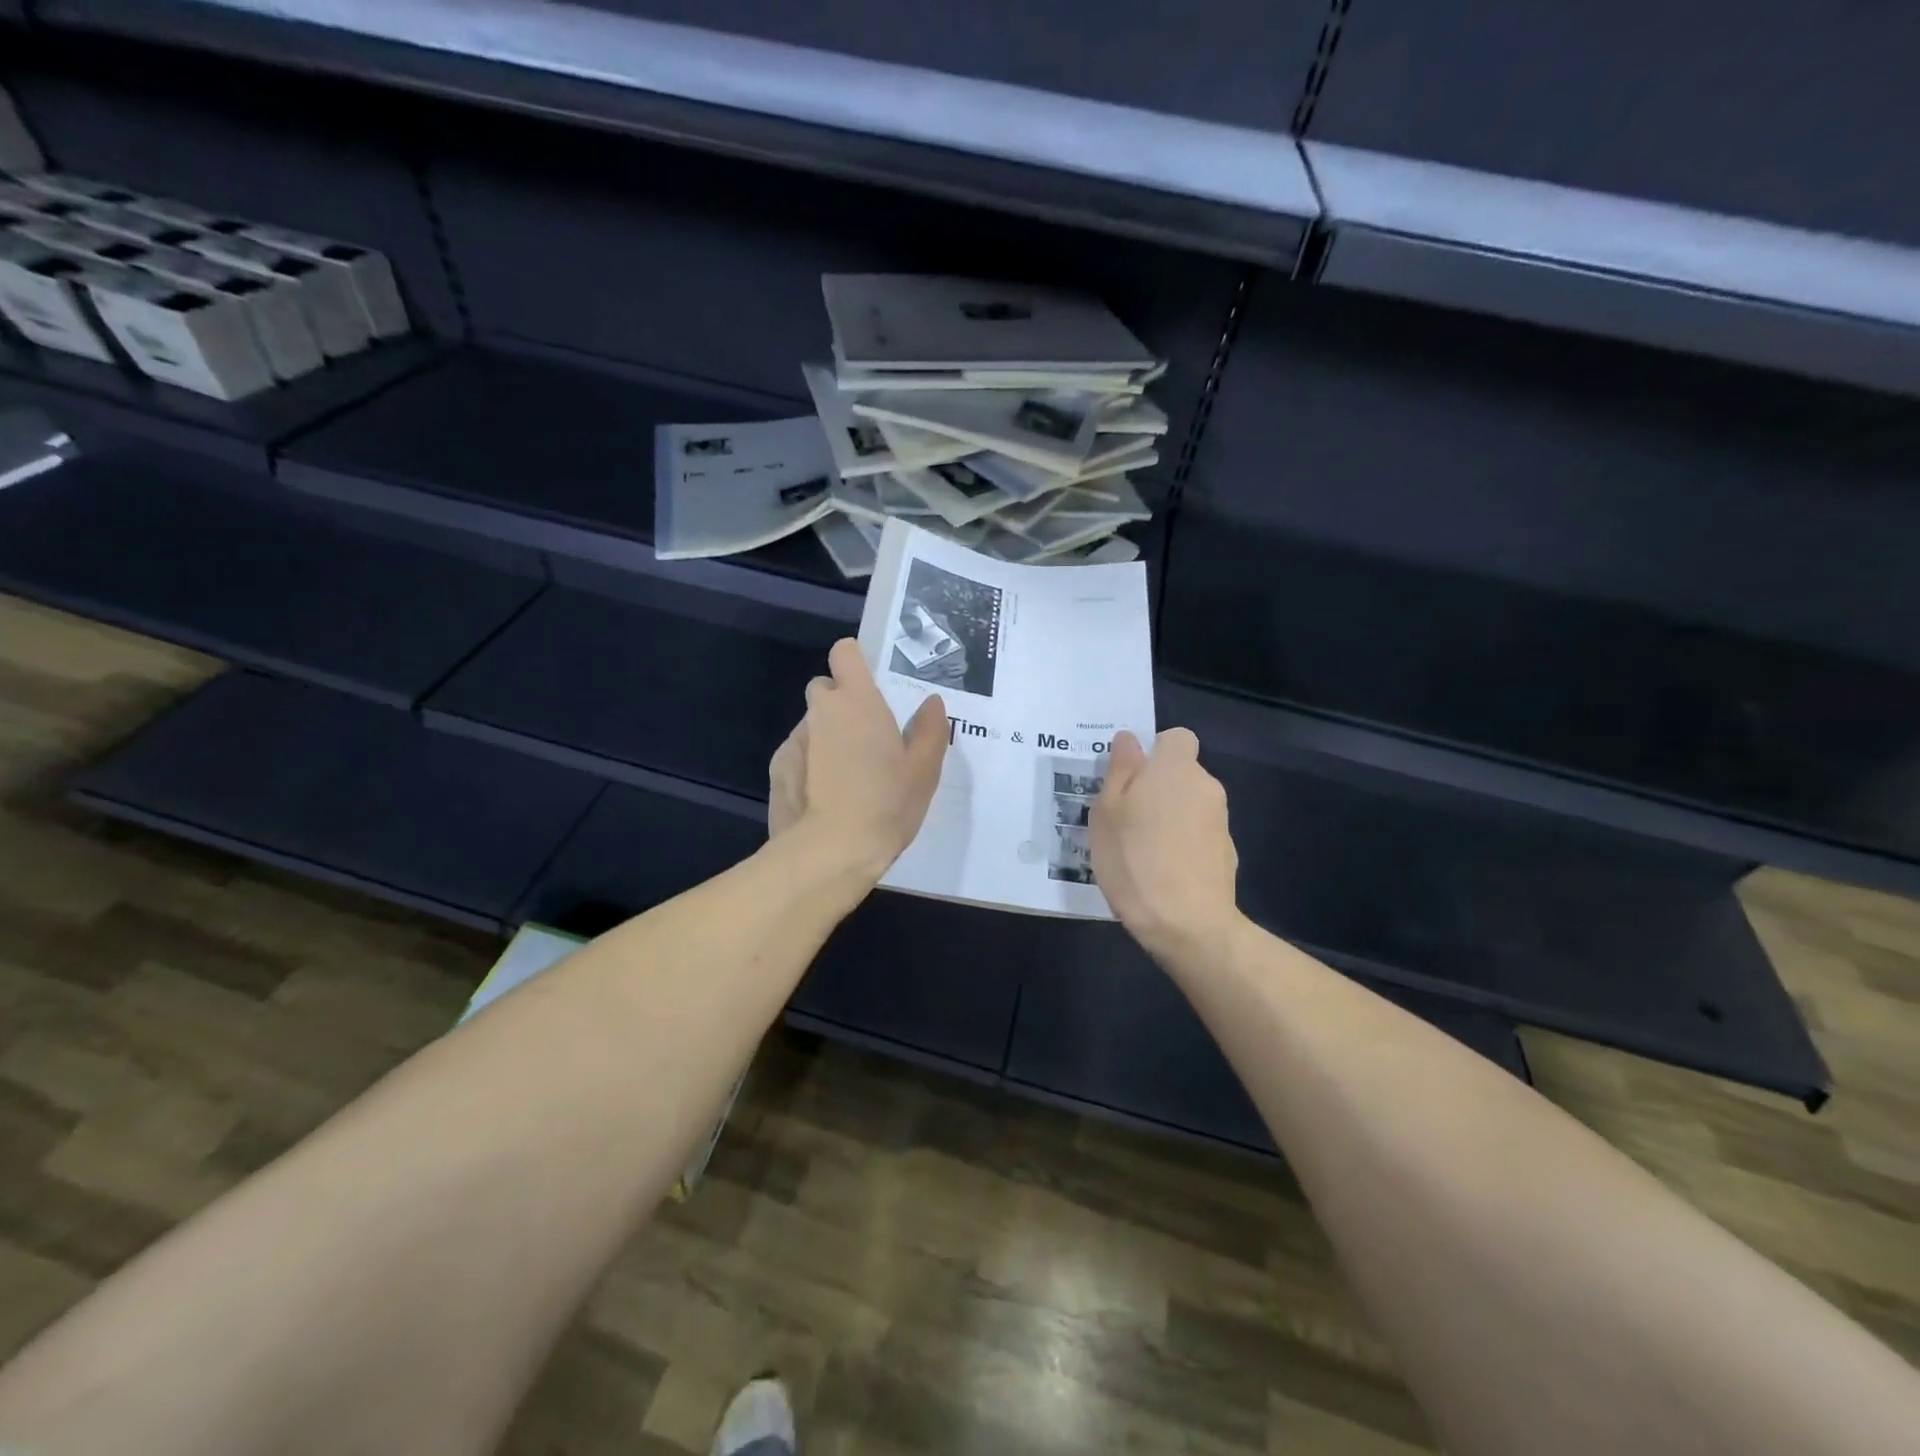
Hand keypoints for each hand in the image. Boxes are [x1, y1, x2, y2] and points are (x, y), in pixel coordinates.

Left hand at [768, 639, 948, 879]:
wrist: (830, 852)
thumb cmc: (886, 802)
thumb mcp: (924, 769)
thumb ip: (930, 728)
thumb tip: (931, 702)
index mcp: (857, 700)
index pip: (845, 652)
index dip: (856, 661)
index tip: (872, 683)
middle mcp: (821, 711)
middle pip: (826, 689)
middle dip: (842, 703)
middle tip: (868, 737)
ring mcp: (794, 740)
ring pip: (813, 725)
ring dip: (828, 737)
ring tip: (848, 776)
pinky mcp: (778, 769)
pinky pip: (798, 754)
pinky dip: (810, 764)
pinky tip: (826, 796)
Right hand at [1089, 728, 1240, 961]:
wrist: (1187, 923)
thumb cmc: (1134, 859)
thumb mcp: (1107, 811)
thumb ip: (1120, 769)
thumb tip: (1130, 739)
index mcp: (1175, 768)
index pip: (1175, 738)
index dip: (1153, 752)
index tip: (1130, 777)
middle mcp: (1206, 786)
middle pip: (1180, 773)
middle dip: (1156, 787)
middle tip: (1124, 817)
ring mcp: (1221, 821)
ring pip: (1189, 805)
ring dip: (1168, 817)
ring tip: (1139, 850)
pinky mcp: (1227, 853)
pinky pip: (1198, 835)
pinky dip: (1182, 844)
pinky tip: (1161, 872)